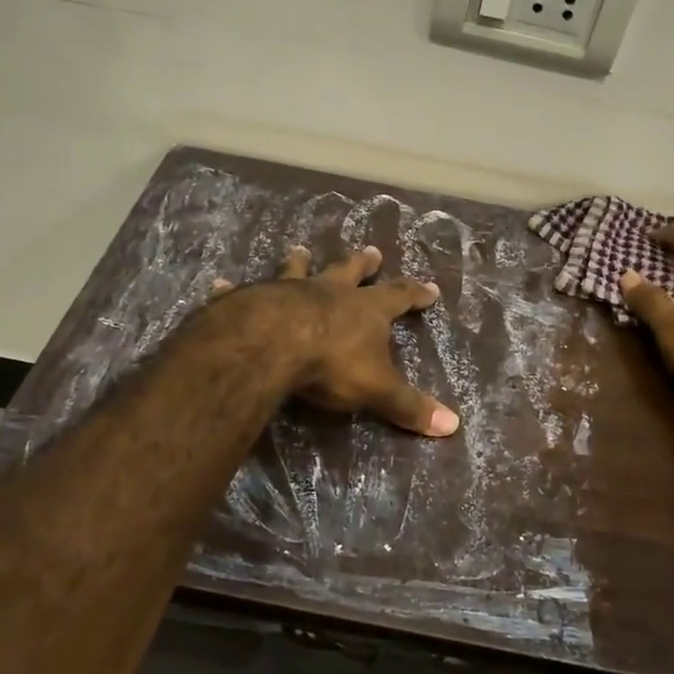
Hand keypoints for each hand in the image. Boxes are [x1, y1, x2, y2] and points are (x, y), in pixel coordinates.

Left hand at [213, 245, 459, 436]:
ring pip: (298, 270)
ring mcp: (288, 291)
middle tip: (372, 251)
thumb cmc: (331, 365)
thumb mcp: (377, 390)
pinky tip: (220, 284)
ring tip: (300, 248)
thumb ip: (409, 407)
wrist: (271, 344)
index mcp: (364, 310)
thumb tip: (453, 425)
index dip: (415, 293)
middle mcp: (329, 293)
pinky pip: (242, 292)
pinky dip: (233, 289)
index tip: (430, 287)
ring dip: (301, 261)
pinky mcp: (252, 300)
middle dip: (363, 264)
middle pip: (350, 272)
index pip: (398, 296)